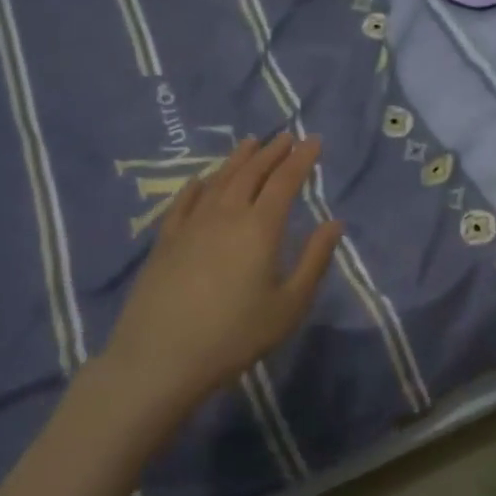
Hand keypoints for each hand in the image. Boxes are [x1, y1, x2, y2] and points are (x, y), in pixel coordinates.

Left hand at [90, 133, 342, 434]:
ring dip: (238, 159)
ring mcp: (191, 224)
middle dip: (272, 152)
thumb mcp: (289, 305)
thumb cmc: (235, 335)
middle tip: (286, 137)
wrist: (160, 358)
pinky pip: (184, 202)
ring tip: (251, 143)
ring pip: (219, 180)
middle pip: (252, 173)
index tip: (313, 140)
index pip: (285, 181)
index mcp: (260, 227)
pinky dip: (197, 185)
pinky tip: (201, 180)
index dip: (301, 159)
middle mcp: (226, 214)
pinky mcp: (165, 240)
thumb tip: (334, 223)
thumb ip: (314, 260)